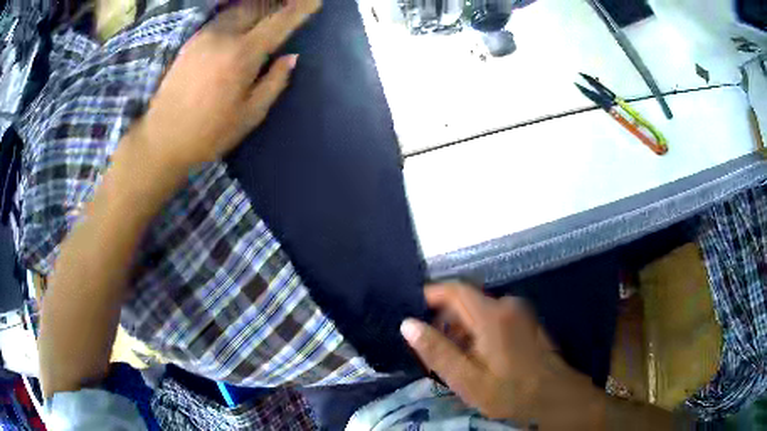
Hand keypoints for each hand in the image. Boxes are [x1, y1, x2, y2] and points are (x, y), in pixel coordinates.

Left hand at [130, 0, 320, 170]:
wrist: (162, 138)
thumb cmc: (209, 133)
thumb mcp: (250, 115)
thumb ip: (275, 82)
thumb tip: (292, 57)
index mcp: (242, 55)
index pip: (279, 22)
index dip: (300, 9)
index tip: (316, 1)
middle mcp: (224, 36)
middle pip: (258, 6)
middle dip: (279, 2)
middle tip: (293, 4)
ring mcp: (204, 36)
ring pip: (238, 9)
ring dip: (258, 5)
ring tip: (270, 8)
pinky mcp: (191, 41)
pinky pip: (221, 18)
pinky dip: (239, 13)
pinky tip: (244, 18)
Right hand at [401, 283, 604, 426]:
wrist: (554, 397)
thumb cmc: (509, 391)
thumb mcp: (466, 378)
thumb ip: (436, 350)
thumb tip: (408, 324)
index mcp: (491, 314)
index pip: (453, 289)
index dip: (429, 296)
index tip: (413, 315)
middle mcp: (507, 305)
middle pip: (465, 301)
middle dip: (444, 320)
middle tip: (431, 349)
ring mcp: (520, 313)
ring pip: (479, 312)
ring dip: (461, 329)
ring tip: (453, 359)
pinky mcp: (526, 323)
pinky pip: (494, 319)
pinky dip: (478, 332)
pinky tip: (476, 358)